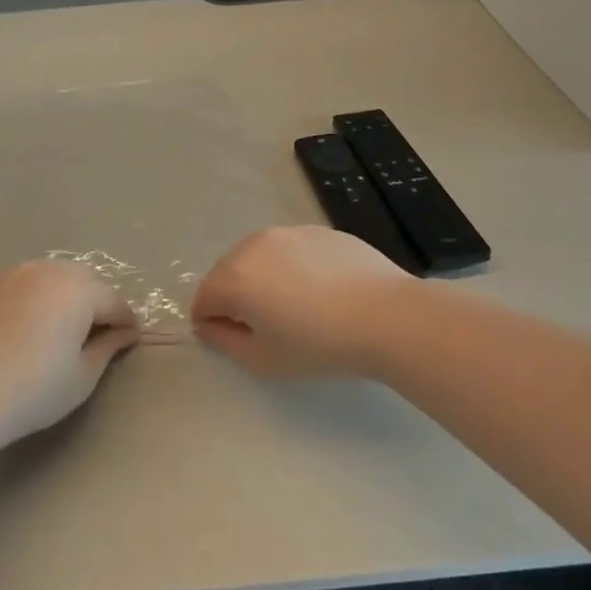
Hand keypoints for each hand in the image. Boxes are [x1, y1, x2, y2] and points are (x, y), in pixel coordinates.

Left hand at [0, 260, 139, 445]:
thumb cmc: (33, 391)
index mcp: (77, 290)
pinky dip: (24, 297)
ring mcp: (7, 274)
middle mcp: (44, 271)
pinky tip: (16, 325)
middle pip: (81, 278)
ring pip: (45, 274)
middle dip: (94, 299)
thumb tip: (124, 332)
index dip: (125, 320)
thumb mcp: (82, 377)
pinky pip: (13, 284)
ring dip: (58, 293)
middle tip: (93, 329)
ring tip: (54, 323)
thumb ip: (108, 347)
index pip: (113, 300)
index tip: (129, 338)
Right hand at [192, 226, 416, 378]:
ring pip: (259, 257)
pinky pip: (290, 250)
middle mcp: (254, 245)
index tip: (233, 340)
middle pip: (227, 272)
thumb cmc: (319, 344)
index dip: (210, 323)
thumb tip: (209, 325)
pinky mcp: (318, 230)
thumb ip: (224, 341)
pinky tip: (320, 290)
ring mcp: (288, 232)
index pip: (203, 298)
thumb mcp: (263, 359)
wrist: (386, 316)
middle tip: (262, 325)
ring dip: (261, 278)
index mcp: (234, 277)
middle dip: (233, 297)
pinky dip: (291, 267)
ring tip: (292, 305)